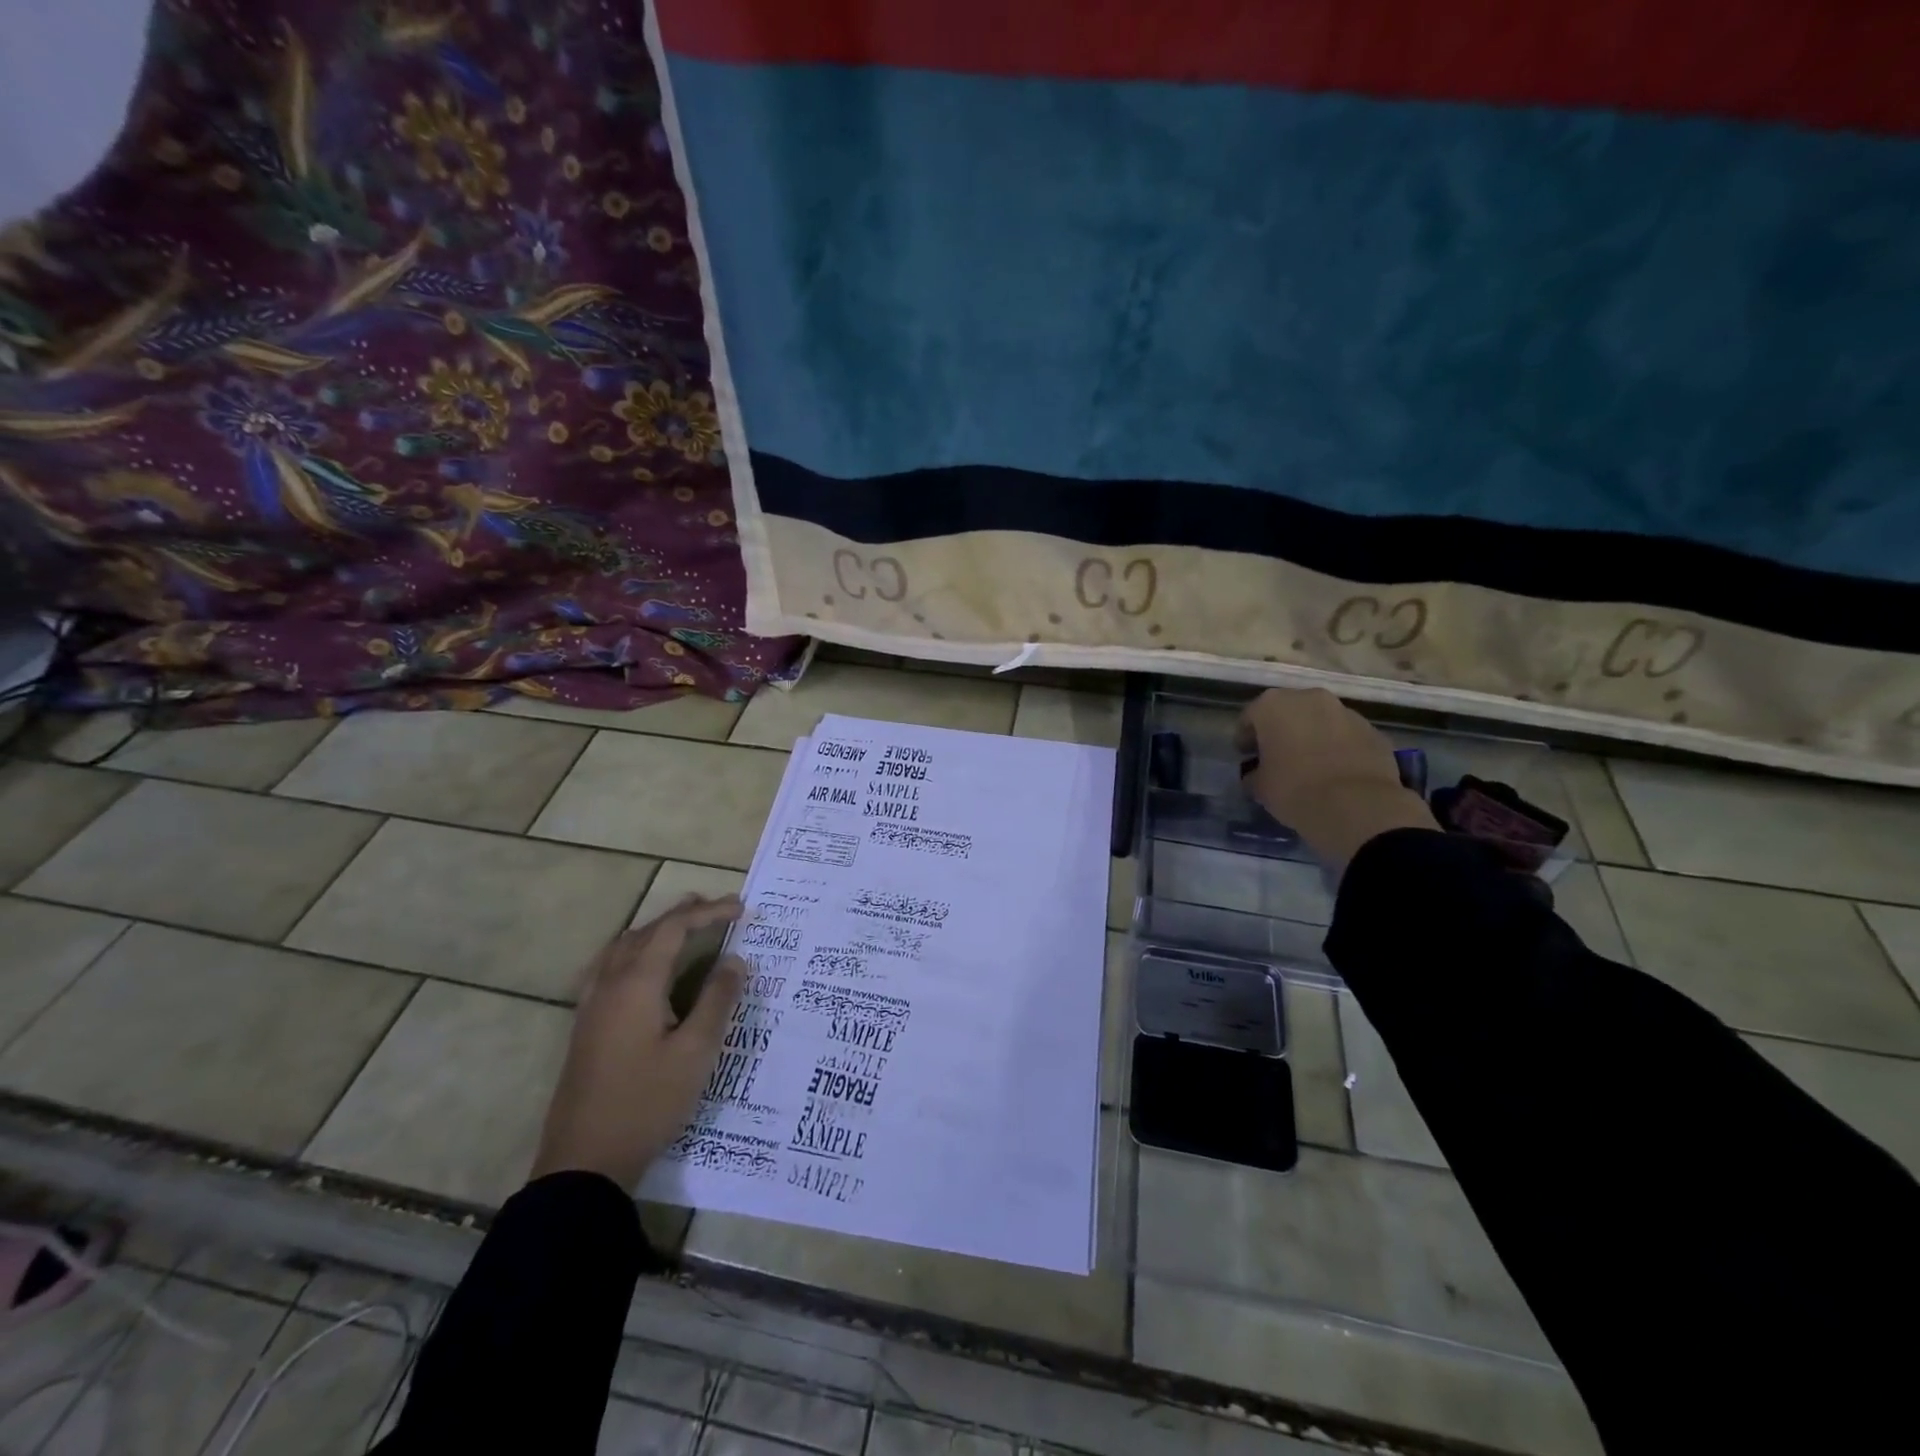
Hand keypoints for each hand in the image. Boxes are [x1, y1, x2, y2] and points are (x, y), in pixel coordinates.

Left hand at [530, 896, 747, 1189]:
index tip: (742, 909)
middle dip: (682, 915)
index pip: (674, 930)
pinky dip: (632, 949)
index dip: (709, 913)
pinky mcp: (585, 1025)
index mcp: (637, 984)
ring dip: (655, 930)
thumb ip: (718, 1000)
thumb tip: (735, 959)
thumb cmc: (647, 1102)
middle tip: (716, 907)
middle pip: (646, 932)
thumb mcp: (696, 1052)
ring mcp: (591, 1005)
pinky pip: (608, 966)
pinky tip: (638, 966)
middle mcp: (610, 984)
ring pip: (623, 947)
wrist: (584, 1161)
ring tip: (682, 925)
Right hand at [1237, 688, 1436, 871]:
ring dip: (1313, 737)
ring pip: (1320, 721)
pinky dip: (1339, 748)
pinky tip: (1336, 773)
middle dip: (1282, 731)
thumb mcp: (1259, 786)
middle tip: (1277, 758)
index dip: (1246, 738)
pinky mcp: (1373, 731)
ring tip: (1311, 766)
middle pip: (1288, 712)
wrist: (1356, 805)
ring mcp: (1346, 712)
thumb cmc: (1294, 789)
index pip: (1250, 717)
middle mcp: (1310, 698)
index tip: (1247, 756)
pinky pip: (1347, 736)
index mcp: (1273, 705)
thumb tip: (1256, 775)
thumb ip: (1254, 773)